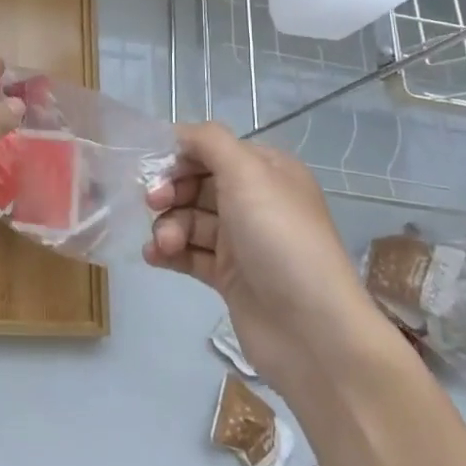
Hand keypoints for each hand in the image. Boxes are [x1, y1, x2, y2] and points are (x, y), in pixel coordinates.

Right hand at [145, 123, 378, 382]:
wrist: (312, 332)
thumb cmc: (279, 239)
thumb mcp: (248, 173)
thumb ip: (209, 142)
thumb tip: (179, 133)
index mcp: (268, 171)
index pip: (213, 149)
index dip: (180, 156)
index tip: (155, 169)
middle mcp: (256, 201)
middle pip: (197, 184)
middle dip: (171, 191)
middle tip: (153, 203)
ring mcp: (243, 242)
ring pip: (190, 220)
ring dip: (168, 226)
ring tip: (164, 244)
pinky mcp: (230, 278)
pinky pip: (190, 254)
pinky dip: (169, 252)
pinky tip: (155, 257)